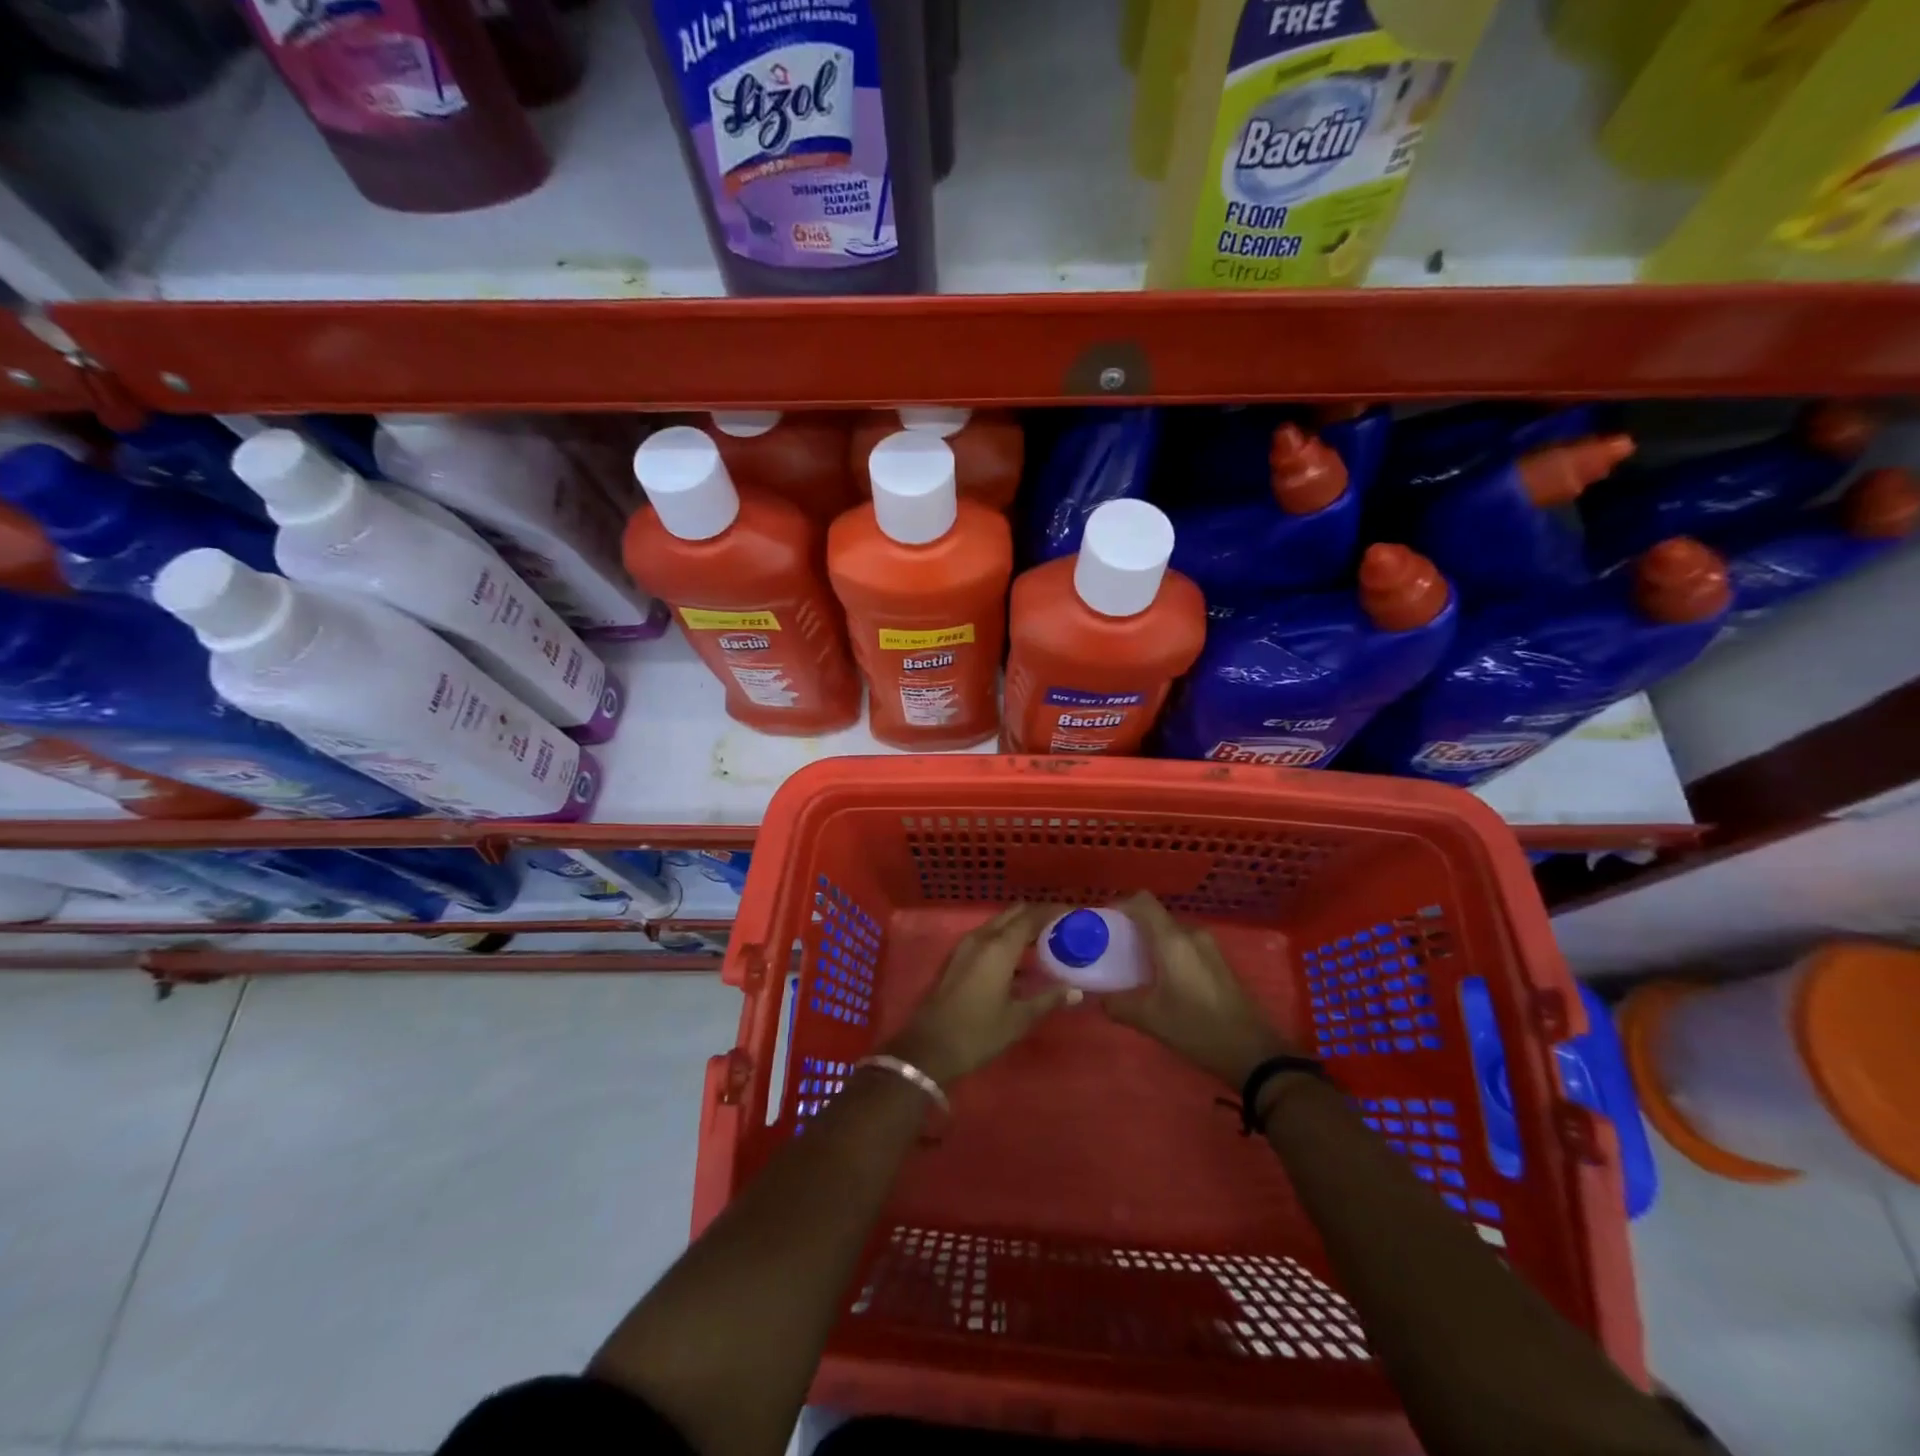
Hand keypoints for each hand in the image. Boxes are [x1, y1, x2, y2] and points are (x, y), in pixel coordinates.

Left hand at [883, 903, 1074, 1086]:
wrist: (929, 1048)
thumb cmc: (977, 1032)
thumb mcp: (1018, 1019)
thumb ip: (1048, 999)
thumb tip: (1075, 990)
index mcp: (999, 947)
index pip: (1031, 917)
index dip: (1053, 911)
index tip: (1074, 912)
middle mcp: (982, 937)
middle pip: (1014, 914)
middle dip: (1038, 915)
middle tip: (1062, 924)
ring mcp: (966, 946)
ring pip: (999, 924)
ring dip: (1021, 926)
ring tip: (1047, 940)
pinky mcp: (958, 957)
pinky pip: (988, 936)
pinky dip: (1007, 938)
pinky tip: (1021, 959)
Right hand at [1101, 892, 1293, 1088]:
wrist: (1254, 1053)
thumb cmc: (1198, 1029)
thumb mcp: (1151, 1020)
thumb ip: (1119, 1005)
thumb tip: (1099, 998)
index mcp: (1172, 940)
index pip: (1142, 901)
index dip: (1119, 905)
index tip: (1102, 924)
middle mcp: (1192, 935)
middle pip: (1155, 917)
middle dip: (1132, 928)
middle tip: (1112, 950)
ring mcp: (1210, 947)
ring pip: (1171, 932)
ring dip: (1151, 942)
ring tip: (1133, 967)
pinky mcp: (1219, 962)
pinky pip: (1186, 945)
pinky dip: (1168, 953)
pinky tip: (1160, 980)